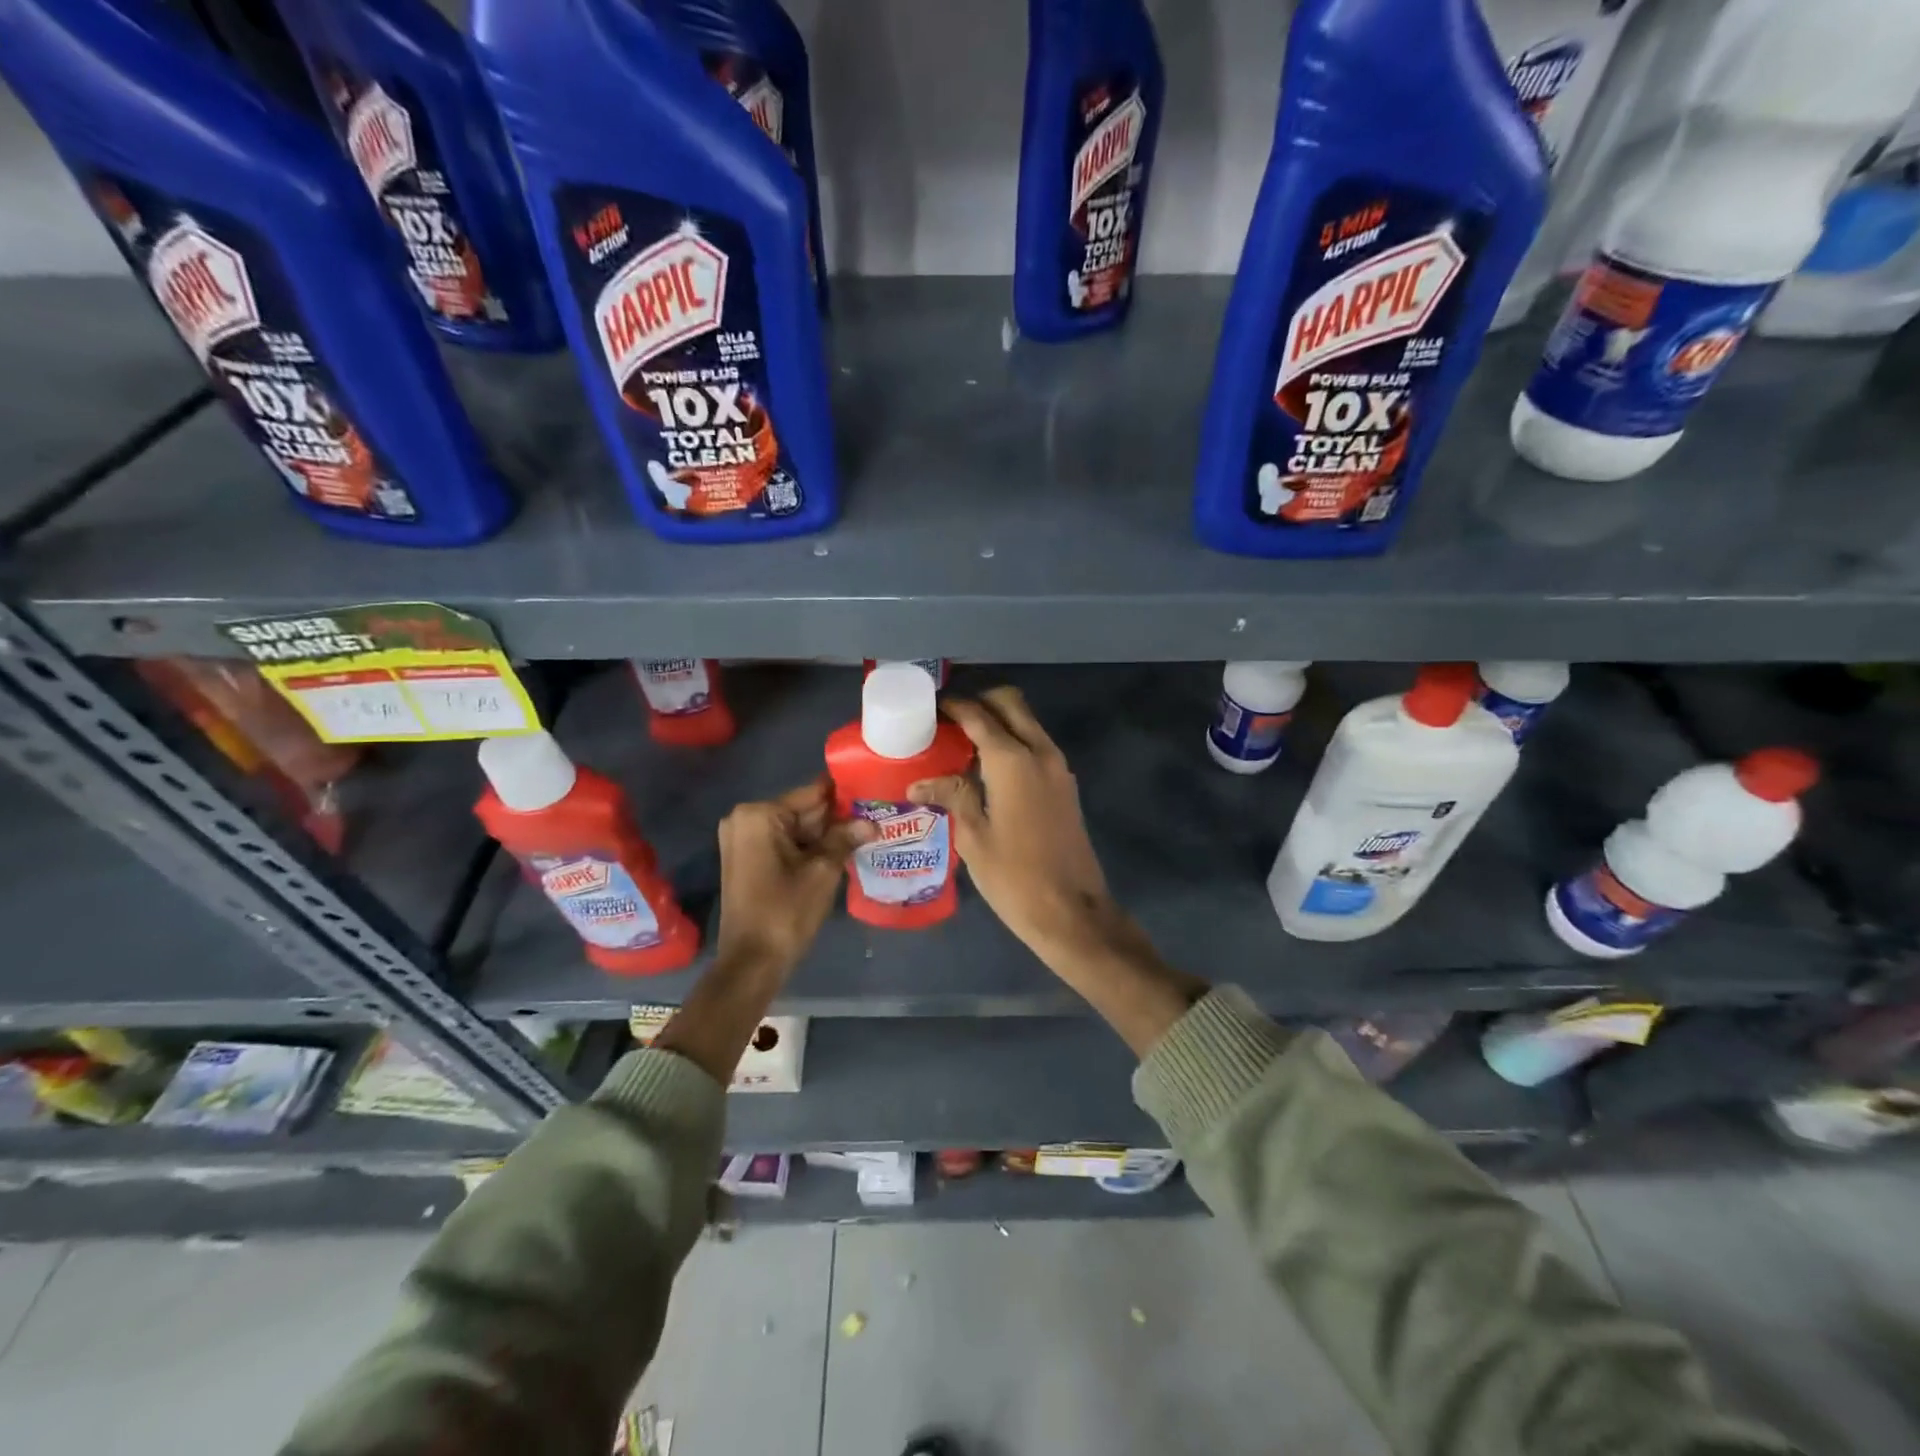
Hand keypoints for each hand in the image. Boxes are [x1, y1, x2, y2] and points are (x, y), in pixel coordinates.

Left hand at [714, 775, 873, 976]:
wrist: (752, 962)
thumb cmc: (785, 912)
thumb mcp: (822, 872)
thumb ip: (845, 839)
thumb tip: (871, 823)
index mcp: (759, 815)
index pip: (811, 793)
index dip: (844, 795)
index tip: (873, 793)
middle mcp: (745, 819)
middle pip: (802, 811)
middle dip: (836, 817)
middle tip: (876, 817)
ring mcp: (743, 840)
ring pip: (795, 829)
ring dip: (826, 835)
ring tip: (867, 832)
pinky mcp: (746, 860)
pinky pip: (784, 844)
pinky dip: (809, 848)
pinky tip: (842, 850)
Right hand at [908, 687, 1128, 964]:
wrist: (1072, 911)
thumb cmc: (1014, 877)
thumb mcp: (974, 837)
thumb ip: (953, 796)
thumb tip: (919, 783)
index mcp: (1013, 761)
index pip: (979, 715)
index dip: (953, 706)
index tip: (930, 706)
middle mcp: (1040, 752)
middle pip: (1011, 704)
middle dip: (980, 702)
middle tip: (949, 720)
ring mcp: (1058, 768)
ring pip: (1027, 723)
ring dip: (999, 721)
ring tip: (962, 742)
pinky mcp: (1065, 785)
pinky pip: (1036, 745)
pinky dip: (1013, 742)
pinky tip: (987, 768)